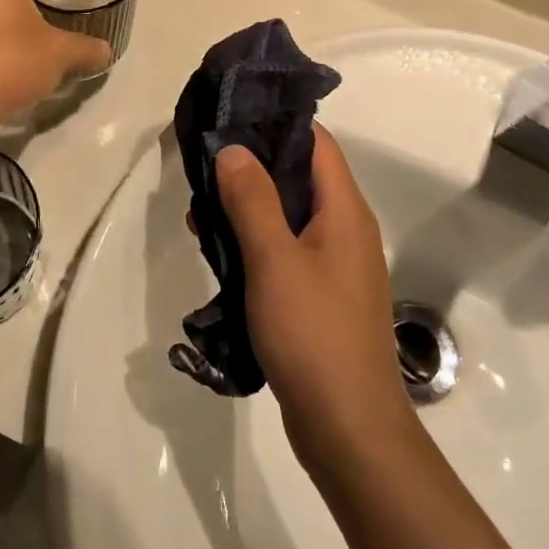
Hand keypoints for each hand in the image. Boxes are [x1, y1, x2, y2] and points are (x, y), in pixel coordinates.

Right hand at [214, 129, 415, 476]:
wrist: (349, 431)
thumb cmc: (314, 334)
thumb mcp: (275, 259)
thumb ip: (252, 199)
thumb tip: (234, 149)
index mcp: (345, 211)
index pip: (315, 142)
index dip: (276, 124)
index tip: (231, 117)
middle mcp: (345, 230)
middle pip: (298, 178)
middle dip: (251, 168)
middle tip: (202, 167)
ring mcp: (334, 266)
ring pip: (287, 217)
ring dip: (247, 209)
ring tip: (199, 214)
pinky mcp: (320, 298)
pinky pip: (285, 253)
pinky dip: (254, 244)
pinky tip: (219, 255)